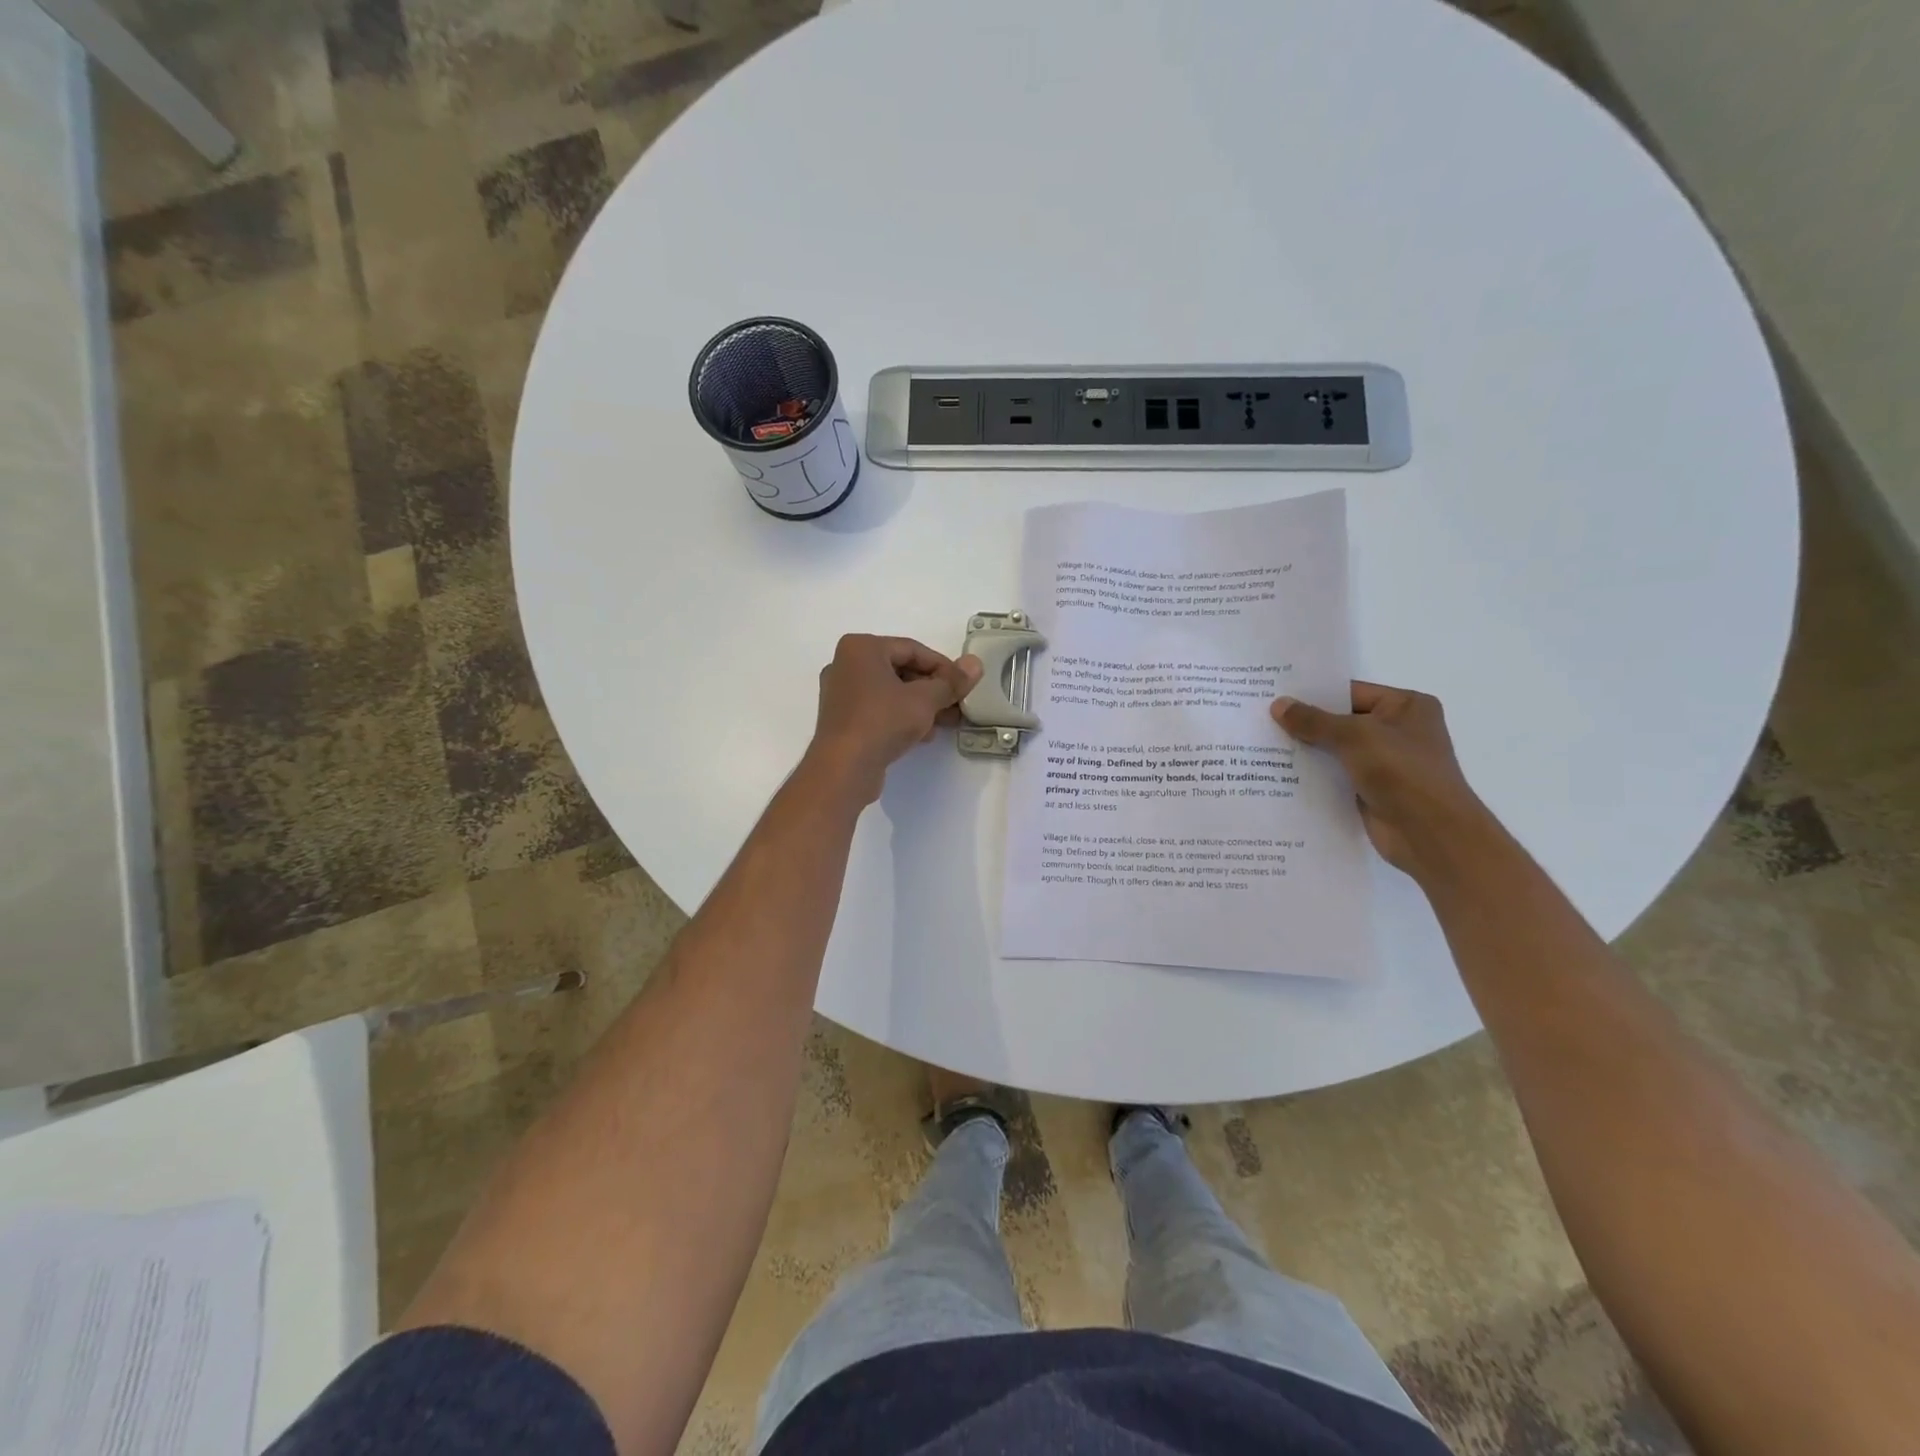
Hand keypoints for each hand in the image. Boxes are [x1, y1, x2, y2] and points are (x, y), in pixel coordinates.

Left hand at [804, 635, 982, 805]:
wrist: (843, 768)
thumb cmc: (883, 721)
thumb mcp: (925, 700)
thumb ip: (951, 682)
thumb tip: (975, 664)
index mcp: (861, 648)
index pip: (913, 649)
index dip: (943, 667)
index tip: (964, 685)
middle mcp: (846, 665)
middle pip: (901, 670)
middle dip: (933, 689)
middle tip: (958, 705)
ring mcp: (841, 693)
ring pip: (891, 692)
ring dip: (921, 705)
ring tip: (946, 722)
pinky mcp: (842, 720)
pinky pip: (879, 709)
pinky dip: (901, 717)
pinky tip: (923, 735)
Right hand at [1271, 682, 1500, 881]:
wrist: (1431, 834)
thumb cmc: (1402, 773)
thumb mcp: (1355, 737)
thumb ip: (1314, 721)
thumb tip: (1278, 705)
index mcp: (1406, 707)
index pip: (1350, 692)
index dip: (1312, 694)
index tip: (1273, 695)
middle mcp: (1397, 731)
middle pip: (1340, 721)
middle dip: (1304, 723)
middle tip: (1260, 718)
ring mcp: (1384, 762)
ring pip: (1335, 750)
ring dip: (1304, 750)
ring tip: (1261, 744)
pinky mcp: (1370, 790)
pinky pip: (1334, 775)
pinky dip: (1311, 775)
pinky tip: (1277, 773)